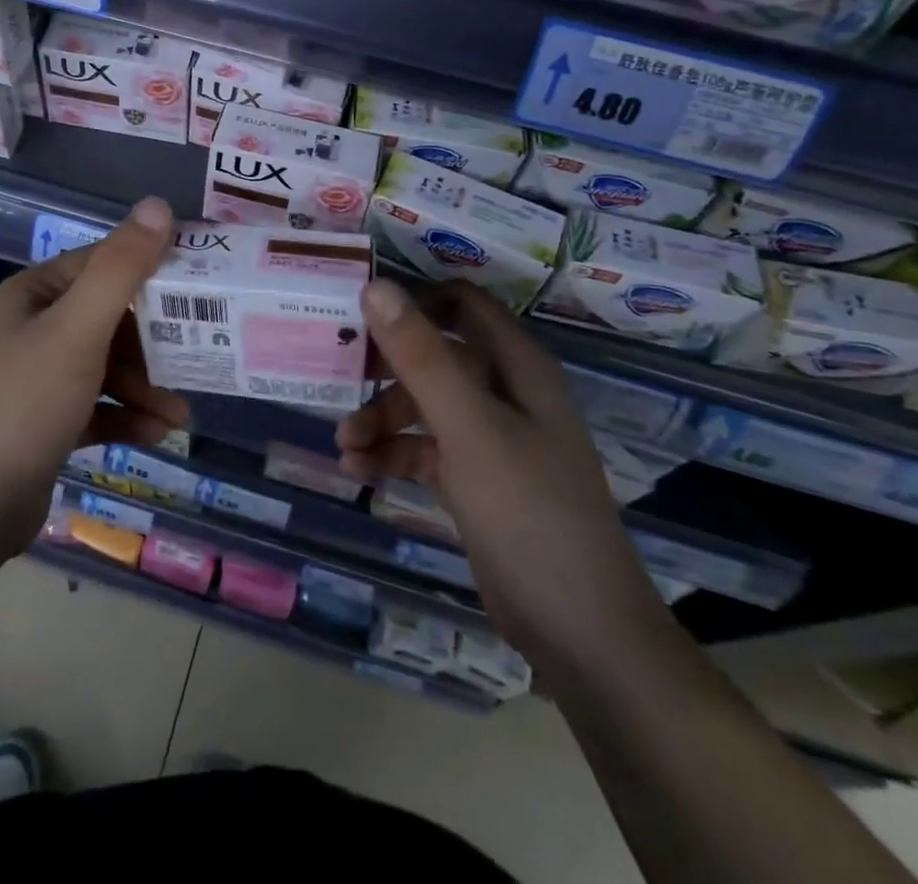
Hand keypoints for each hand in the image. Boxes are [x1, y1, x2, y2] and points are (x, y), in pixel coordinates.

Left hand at [0, 197, 187, 553]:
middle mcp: (34, 327)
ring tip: (179, 413)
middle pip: (110, 319)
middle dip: (153, 344)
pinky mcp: (45, 422)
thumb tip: (159, 205)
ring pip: (107, 366)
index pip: (104, 265)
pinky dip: (125, 415)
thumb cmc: (26, 403)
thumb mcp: (79, 329)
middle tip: (195, 358)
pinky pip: (96, 405)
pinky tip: (155, 433)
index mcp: (35, 294)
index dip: (151, 272)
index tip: (198, 289)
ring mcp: (37, 377)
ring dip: (145, 386)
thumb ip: (122, 268)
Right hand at [335, 279, 665, 663]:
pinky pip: (425, 449)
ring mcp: (492, 438)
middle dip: (385, 368)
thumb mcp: (469, 428)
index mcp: (517, 365)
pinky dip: (393, 454)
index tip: (359, 314)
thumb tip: (376, 287)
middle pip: (434, 356)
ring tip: (345, 446)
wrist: (580, 631)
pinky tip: (359, 471)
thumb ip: (422, 357)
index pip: (461, 304)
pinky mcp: (476, 480)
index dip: (413, 302)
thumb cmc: (528, 511)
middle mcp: (506, 392)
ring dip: (382, 418)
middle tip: (337, 377)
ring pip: (425, 407)